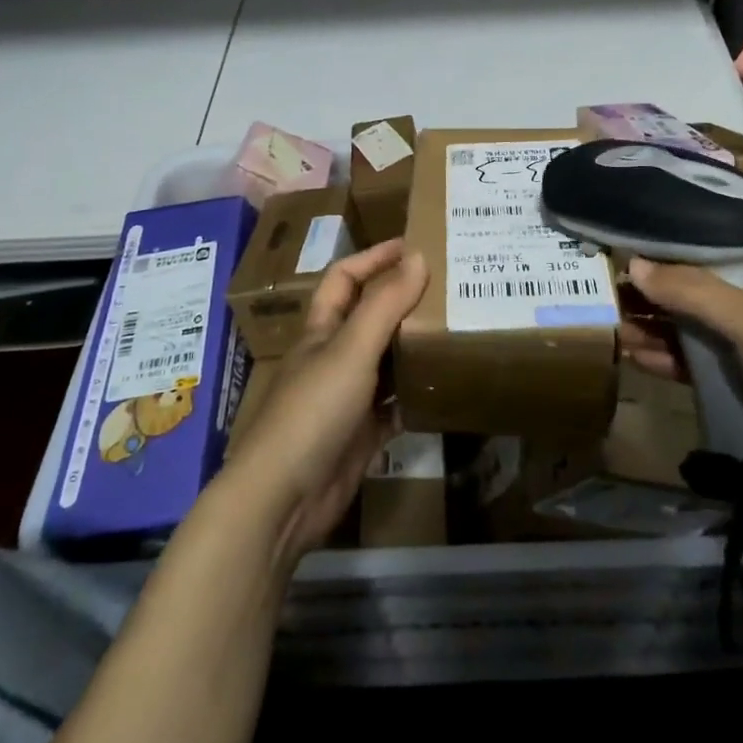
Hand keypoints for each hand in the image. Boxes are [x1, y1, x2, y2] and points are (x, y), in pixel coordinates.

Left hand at [222, 239, 427, 563]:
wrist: (284, 497)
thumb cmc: (313, 410)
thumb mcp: (351, 349)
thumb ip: (385, 304)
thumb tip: (418, 256)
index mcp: (322, 330)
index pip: (345, 278)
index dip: (374, 257)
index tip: (415, 244)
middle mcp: (334, 357)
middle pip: (370, 317)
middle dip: (404, 299)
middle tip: (450, 287)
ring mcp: (348, 397)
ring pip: (386, 360)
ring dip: (414, 346)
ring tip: (457, 327)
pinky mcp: (363, 433)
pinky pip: (395, 405)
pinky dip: (417, 394)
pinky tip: (446, 385)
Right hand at [621, 247, 742, 495]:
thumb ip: (689, 290)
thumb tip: (633, 265)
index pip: (714, 248)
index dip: (669, 252)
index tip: (625, 255)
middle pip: (701, 288)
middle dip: (658, 297)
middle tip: (611, 297)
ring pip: (700, 327)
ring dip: (661, 330)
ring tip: (616, 331)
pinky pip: (706, 359)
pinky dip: (676, 358)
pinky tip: (639, 358)